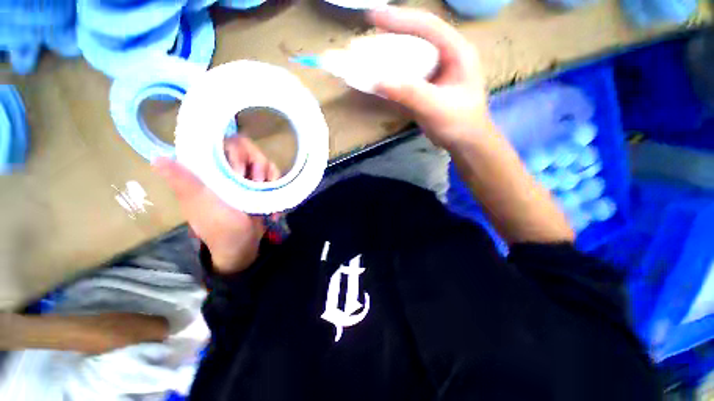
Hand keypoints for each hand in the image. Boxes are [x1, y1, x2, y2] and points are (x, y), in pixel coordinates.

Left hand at [153, 136, 279, 273]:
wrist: (243, 245)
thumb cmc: (221, 227)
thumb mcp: (202, 205)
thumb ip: (185, 183)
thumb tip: (157, 158)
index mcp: (208, 171)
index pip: (222, 143)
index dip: (235, 152)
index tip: (239, 171)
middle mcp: (227, 170)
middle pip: (247, 149)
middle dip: (257, 165)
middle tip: (256, 183)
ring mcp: (246, 177)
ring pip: (263, 160)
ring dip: (268, 175)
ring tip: (264, 192)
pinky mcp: (262, 185)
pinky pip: (273, 174)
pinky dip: (275, 184)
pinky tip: (271, 198)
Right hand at [369, 7, 493, 149]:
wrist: (465, 142)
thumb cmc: (459, 124)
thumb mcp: (436, 107)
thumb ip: (410, 93)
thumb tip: (378, 81)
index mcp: (456, 52)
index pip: (428, 27)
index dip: (401, 19)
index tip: (373, 17)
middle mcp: (445, 57)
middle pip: (416, 39)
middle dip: (390, 38)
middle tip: (366, 41)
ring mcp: (435, 72)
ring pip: (409, 57)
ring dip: (388, 57)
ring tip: (368, 58)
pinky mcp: (426, 87)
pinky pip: (407, 75)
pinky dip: (392, 76)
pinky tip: (379, 78)